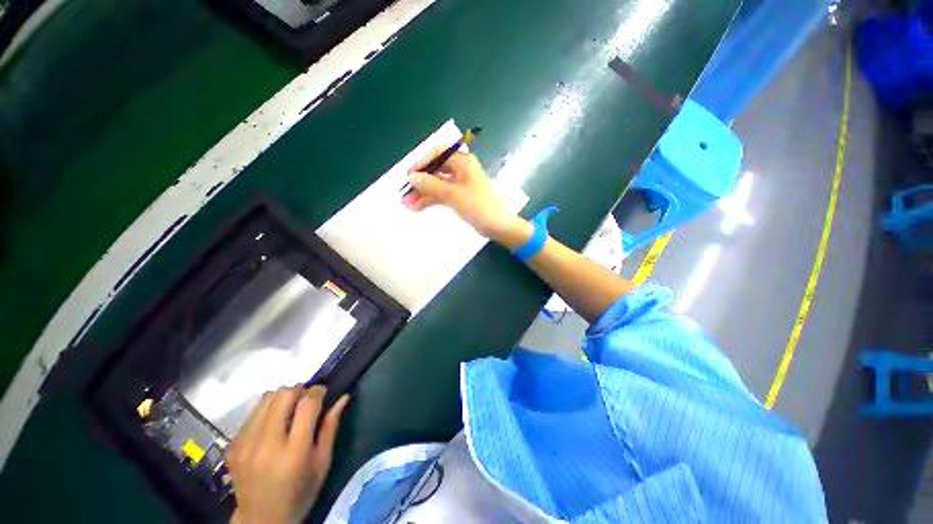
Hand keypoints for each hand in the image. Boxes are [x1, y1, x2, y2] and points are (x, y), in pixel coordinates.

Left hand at [227, 386, 349, 523]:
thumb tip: (343, 397)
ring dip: (282, 397)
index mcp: (294, 452)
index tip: (323, 392)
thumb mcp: (322, 463)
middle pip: (283, 395)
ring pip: (266, 398)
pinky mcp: (232, 446)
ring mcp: (245, 445)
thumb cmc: (300, 493)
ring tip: (290, 410)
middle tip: (306, 401)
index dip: (318, 391)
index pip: (306, 404)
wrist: (260, 520)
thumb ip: (331, 427)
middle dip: (299, 391)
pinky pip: (252, 413)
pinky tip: (273, 424)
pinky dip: (267, 410)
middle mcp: (267, 445)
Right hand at [403, 147, 517, 238]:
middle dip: (420, 182)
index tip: (409, 175)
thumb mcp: (453, 194)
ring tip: (407, 204)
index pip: (437, 153)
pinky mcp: (460, 197)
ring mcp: (460, 184)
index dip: (421, 162)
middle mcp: (461, 170)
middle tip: (405, 194)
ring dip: (423, 193)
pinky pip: (442, 195)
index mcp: (463, 162)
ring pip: (437, 184)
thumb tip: (412, 177)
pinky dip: (431, 200)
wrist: (498, 225)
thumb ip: (431, 185)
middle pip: (435, 170)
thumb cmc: (478, 206)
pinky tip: (418, 207)